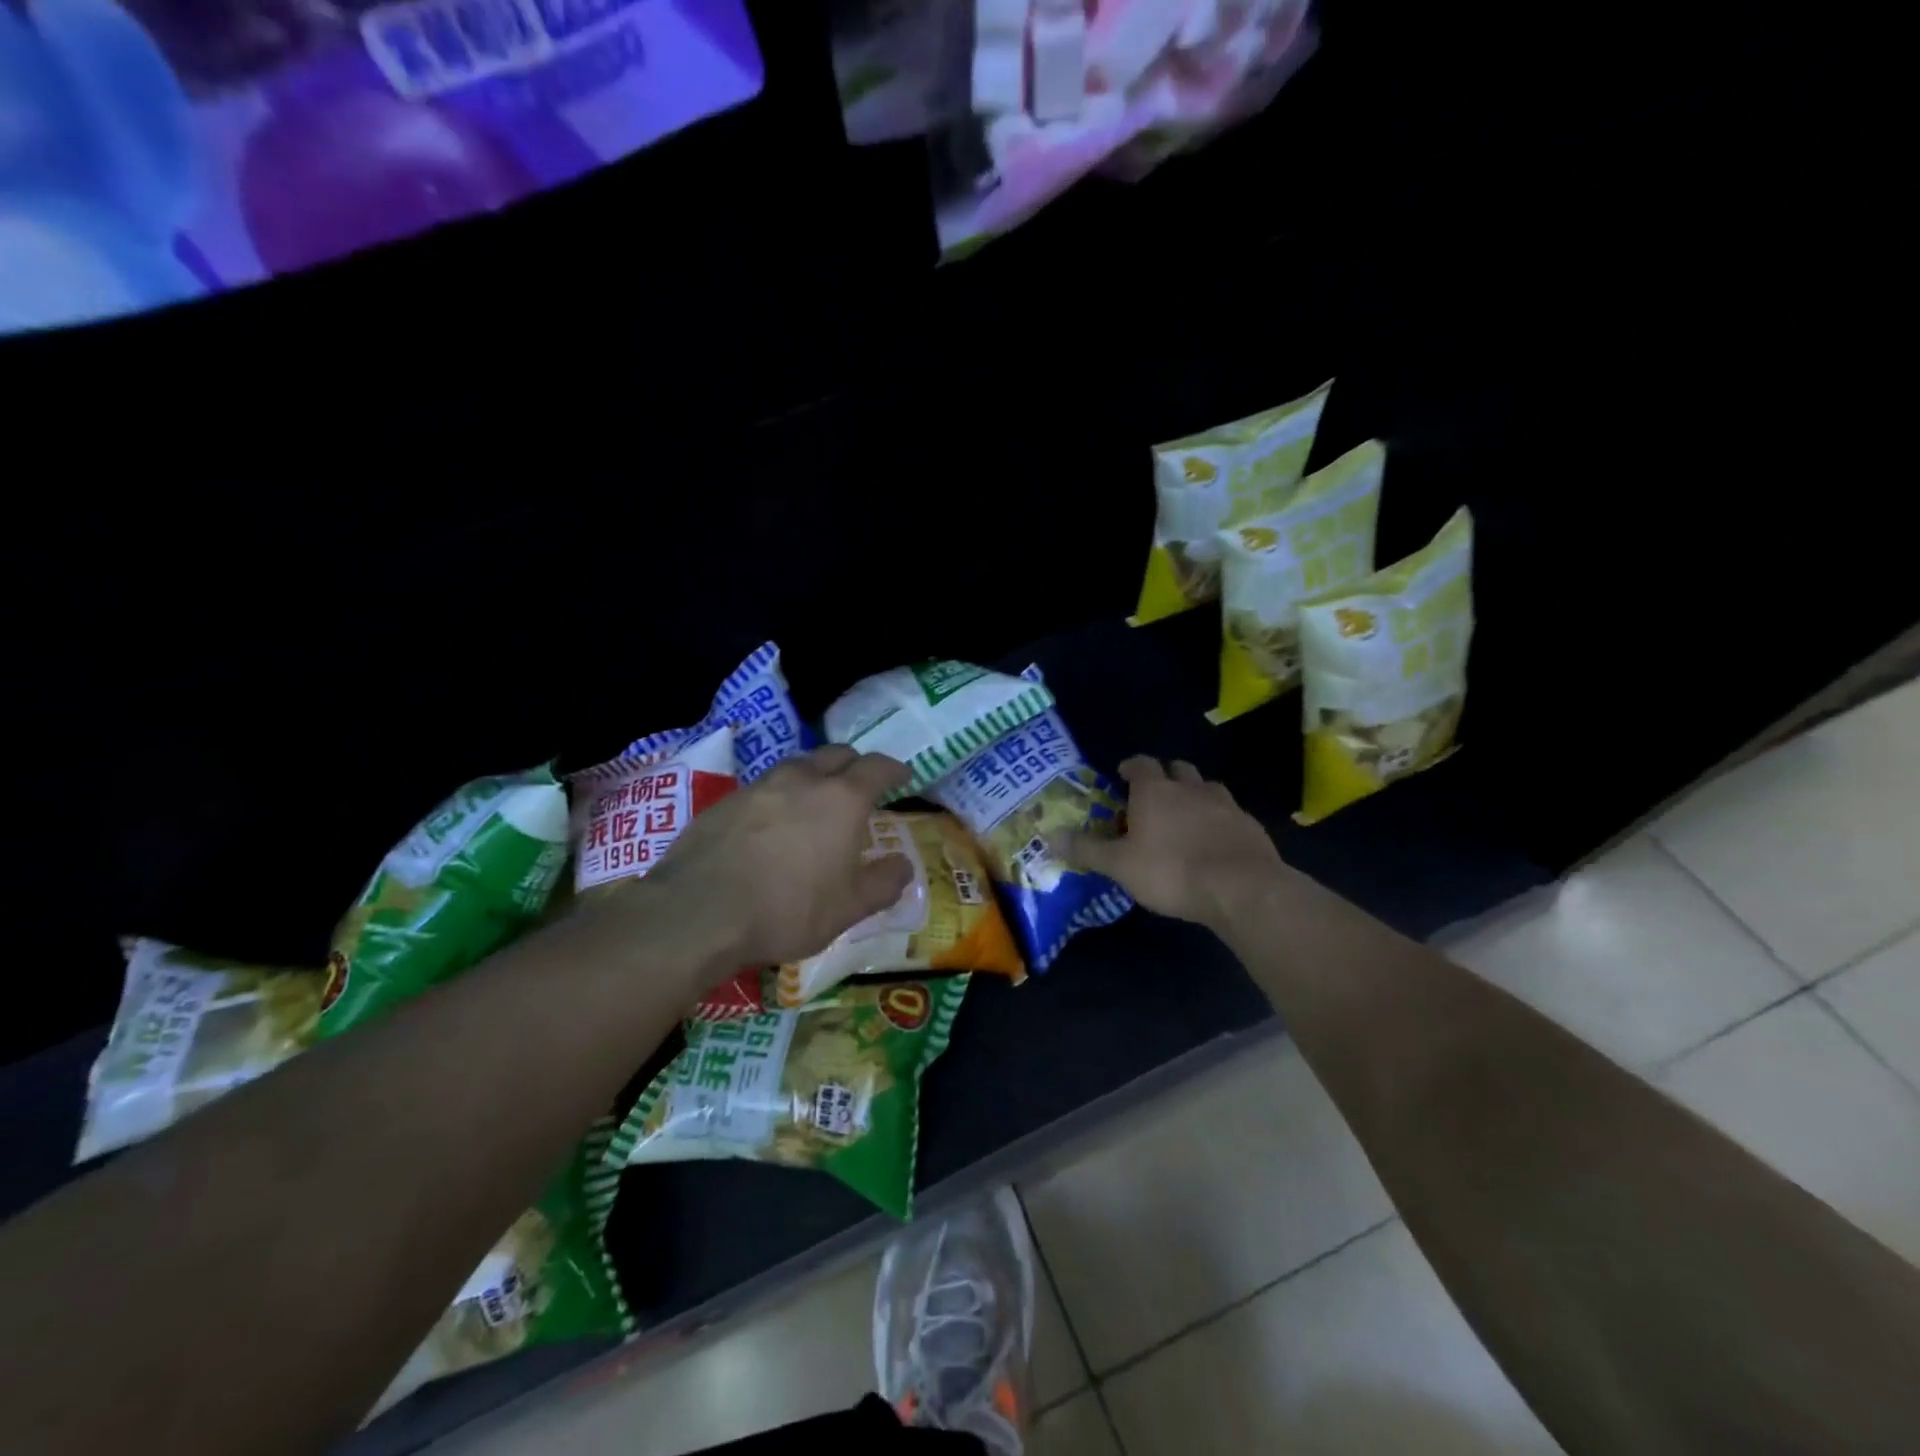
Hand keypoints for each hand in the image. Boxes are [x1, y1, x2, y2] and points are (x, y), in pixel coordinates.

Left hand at [646, 746, 914, 967]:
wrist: (700, 912)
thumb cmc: (788, 908)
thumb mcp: (849, 908)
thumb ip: (883, 883)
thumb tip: (903, 866)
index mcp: (842, 799)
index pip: (877, 768)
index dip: (894, 769)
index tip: (903, 776)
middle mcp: (803, 780)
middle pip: (836, 754)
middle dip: (854, 764)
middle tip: (860, 785)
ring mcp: (760, 786)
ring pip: (797, 765)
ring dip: (814, 775)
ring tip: (815, 800)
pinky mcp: (725, 801)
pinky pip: (763, 787)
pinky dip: (779, 795)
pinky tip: (772, 823)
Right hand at [1059, 757, 1287, 931]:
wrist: (1242, 888)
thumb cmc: (1171, 871)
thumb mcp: (1120, 865)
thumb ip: (1086, 849)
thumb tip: (1050, 836)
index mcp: (1156, 791)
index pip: (1141, 763)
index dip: (1130, 766)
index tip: (1122, 776)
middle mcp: (1191, 788)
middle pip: (1177, 769)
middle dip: (1164, 776)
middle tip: (1152, 796)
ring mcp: (1225, 805)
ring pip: (1206, 787)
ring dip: (1194, 795)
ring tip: (1185, 817)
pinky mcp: (1250, 826)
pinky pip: (1229, 813)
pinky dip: (1218, 820)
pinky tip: (1214, 842)